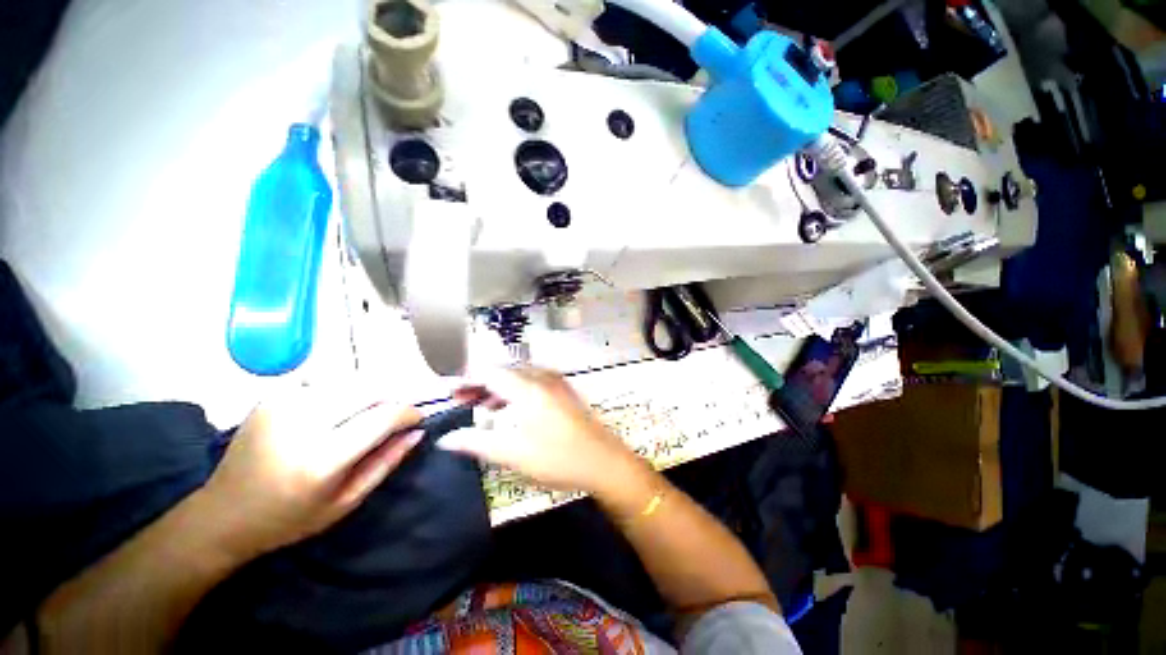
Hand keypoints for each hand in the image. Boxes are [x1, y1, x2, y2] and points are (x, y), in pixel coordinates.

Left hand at [199, 384, 422, 558]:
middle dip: (391, 399)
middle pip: (370, 390)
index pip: (383, 416)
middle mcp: (302, 423)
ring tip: (364, 416)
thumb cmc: (289, 518)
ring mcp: (283, 405)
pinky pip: (325, 382)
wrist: (222, 514)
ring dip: (368, 395)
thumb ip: (386, 462)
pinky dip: (341, 392)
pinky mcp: (272, 396)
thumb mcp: (346, 502)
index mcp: (321, 459)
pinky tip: (333, 412)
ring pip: (351, 381)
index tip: (417, 419)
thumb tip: (418, 431)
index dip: (409, 413)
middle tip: (392, 417)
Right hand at [439, 366, 640, 492]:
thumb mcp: (513, 453)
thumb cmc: (558, 457)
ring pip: (519, 376)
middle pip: (505, 371)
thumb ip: (477, 443)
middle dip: (480, 382)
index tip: (449, 390)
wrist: (604, 461)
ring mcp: (556, 383)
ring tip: (480, 404)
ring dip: (498, 386)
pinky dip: (515, 390)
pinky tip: (509, 407)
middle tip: (460, 399)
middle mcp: (543, 378)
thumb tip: (446, 439)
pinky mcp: (564, 391)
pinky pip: (533, 382)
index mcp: (528, 388)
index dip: (467, 378)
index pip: (490, 372)